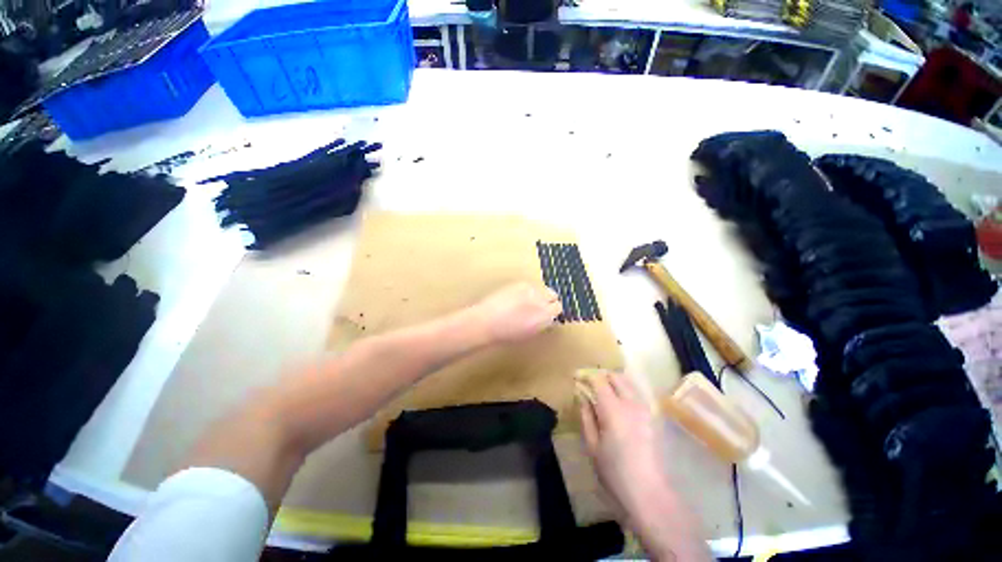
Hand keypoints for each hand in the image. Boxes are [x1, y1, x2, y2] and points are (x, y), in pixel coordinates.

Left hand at [472, 283, 561, 343]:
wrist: (486, 322)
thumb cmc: (506, 333)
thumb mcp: (530, 333)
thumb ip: (542, 324)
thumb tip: (547, 318)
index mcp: (545, 317)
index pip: (558, 308)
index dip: (552, 311)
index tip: (547, 313)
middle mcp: (541, 301)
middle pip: (553, 295)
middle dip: (548, 300)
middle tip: (539, 307)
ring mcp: (531, 290)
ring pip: (542, 288)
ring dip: (538, 294)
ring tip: (526, 302)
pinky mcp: (520, 283)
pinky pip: (530, 285)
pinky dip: (527, 290)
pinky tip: (517, 298)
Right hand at [579, 372, 709, 561]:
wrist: (649, 493)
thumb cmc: (614, 472)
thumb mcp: (592, 445)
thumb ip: (586, 416)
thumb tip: (582, 396)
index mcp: (613, 410)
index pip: (599, 380)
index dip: (586, 376)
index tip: (577, 378)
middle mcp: (631, 403)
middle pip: (616, 376)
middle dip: (602, 376)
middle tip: (590, 384)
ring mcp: (646, 409)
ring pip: (629, 382)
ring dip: (615, 381)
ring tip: (604, 391)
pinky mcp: (654, 417)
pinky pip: (638, 393)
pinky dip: (626, 390)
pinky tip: (620, 403)